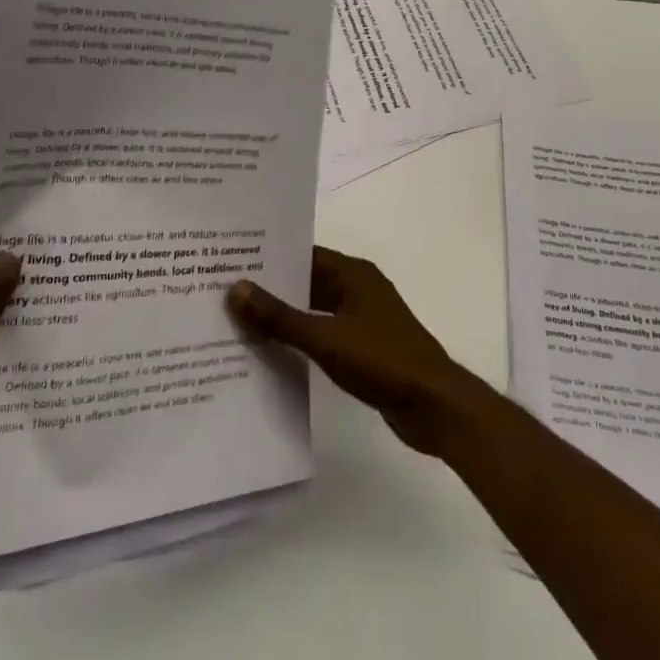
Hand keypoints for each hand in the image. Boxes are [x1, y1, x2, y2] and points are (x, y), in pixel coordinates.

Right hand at [227, 247, 484, 455]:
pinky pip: (324, 333)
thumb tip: (236, 289)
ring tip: (238, 321)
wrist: (434, 405)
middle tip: (224, 292)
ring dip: (285, 316)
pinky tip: (271, 351)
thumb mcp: (326, 338)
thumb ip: (280, 317)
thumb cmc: (383, 360)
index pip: (304, 253)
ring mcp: (363, 318)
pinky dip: (301, 338)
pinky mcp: (364, 346)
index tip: (231, 260)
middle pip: (307, 280)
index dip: (270, 257)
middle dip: (271, 287)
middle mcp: (358, 288)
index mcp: (353, 273)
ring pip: (314, 309)